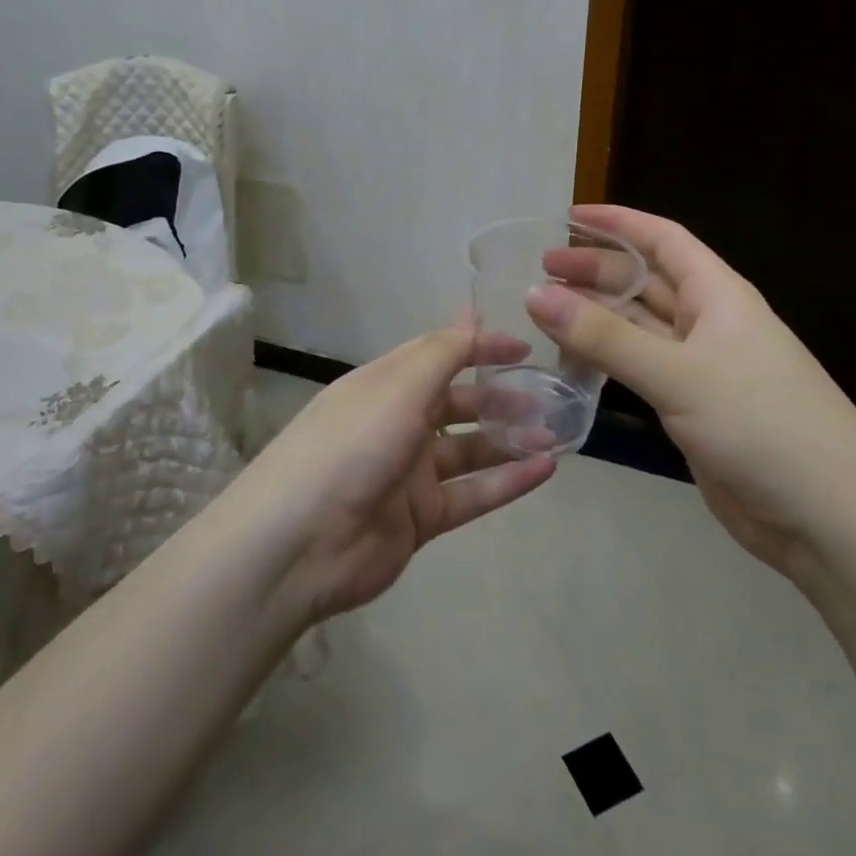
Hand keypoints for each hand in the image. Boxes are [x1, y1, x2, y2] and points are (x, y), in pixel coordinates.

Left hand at [231, 328, 557, 622]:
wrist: (301, 543)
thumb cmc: (353, 444)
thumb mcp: (399, 385)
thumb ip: (443, 352)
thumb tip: (471, 313)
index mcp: (386, 384)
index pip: (440, 354)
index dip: (480, 347)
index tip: (524, 347)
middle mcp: (398, 422)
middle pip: (458, 402)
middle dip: (500, 397)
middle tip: (546, 399)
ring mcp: (409, 472)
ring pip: (470, 449)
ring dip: (510, 439)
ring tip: (554, 434)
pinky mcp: (421, 517)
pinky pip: (472, 493)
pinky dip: (507, 481)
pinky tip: (545, 469)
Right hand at [527, 205, 855, 571]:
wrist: (829, 518)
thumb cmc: (761, 424)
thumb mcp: (679, 373)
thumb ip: (605, 336)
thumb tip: (533, 293)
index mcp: (720, 295)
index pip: (663, 239)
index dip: (618, 223)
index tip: (567, 217)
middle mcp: (710, 323)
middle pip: (645, 282)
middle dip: (596, 271)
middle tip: (540, 271)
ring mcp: (702, 368)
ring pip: (639, 327)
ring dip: (597, 316)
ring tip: (544, 312)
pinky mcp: (693, 409)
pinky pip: (640, 369)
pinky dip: (607, 360)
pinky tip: (574, 361)